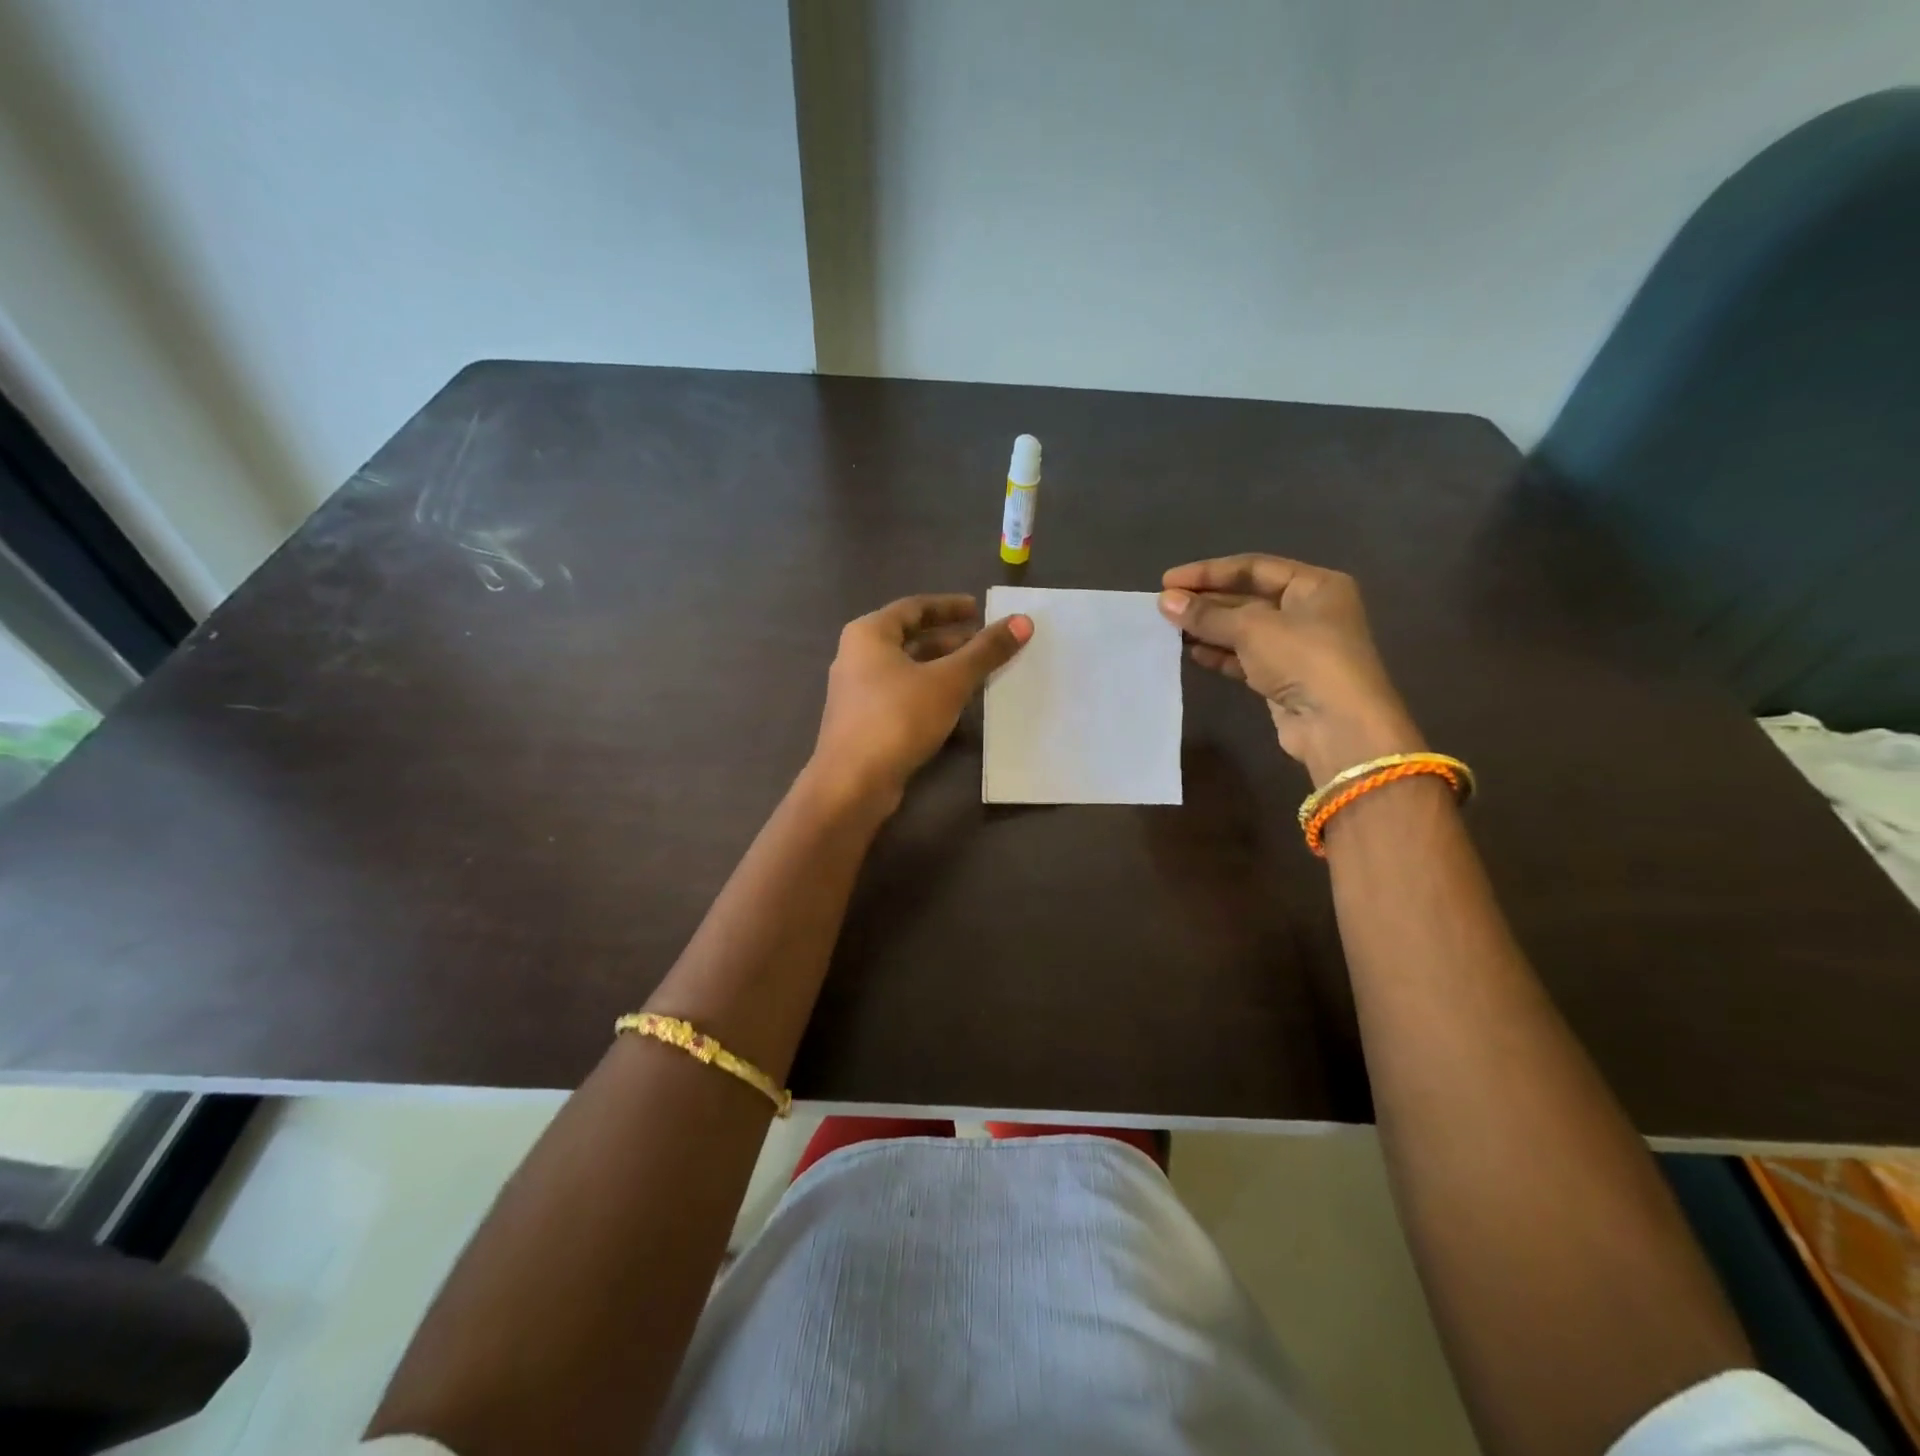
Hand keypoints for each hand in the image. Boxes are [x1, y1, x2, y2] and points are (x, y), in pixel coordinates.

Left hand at [812, 594, 1032, 808]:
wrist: (852, 783)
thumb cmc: (898, 718)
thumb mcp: (949, 681)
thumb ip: (985, 651)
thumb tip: (1024, 622)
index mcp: (869, 634)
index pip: (914, 607)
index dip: (949, 606)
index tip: (980, 610)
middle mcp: (857, 656)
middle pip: (910, 638)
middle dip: (950, 641)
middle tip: (987, 644)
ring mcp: (858, 692)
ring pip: (908, 670)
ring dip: (942, 669)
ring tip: (979, 673)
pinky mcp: (864, 722)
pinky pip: (903, 695)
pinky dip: (930, 693)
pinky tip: (956, 706)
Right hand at [1158, 555, 1421, 785]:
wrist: (1337, 725)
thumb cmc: (1303, 658)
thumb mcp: (1252, 628)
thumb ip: (1207, 614)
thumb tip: (1165, 601)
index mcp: (1315, 585)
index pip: (1253, 567)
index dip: (1209, 572)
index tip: (1168, 581)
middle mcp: (1309, 611)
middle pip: (1248, 598)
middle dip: (1206, 601)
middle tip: (1164, 606)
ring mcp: (1296, 647)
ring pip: (1243, 630)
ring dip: (1208, 628)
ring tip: (1169, 628)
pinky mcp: (1283, 678)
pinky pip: (1244, 658)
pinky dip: (1219, 654)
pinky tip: (1190, 652)